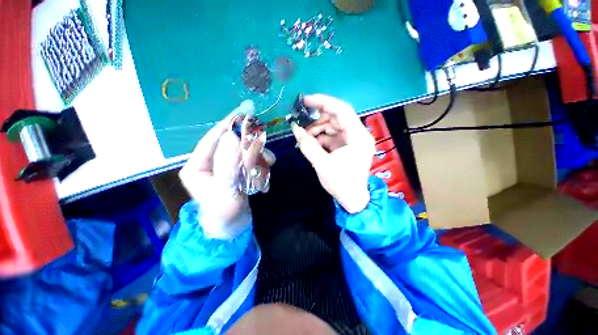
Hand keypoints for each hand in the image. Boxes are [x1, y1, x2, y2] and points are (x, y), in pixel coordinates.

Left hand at [179, 101, 254, 237]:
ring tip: (268, 162)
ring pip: (242, 150)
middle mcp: (210, 162)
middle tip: (262, 146)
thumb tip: (232, 135)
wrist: (233, 226)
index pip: (212, 138)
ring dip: (257, 154)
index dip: (227, 125)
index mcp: (197, 165)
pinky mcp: (236, 170)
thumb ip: (228, 162)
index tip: (243, 113)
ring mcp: (225, 166)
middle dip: (248, 144)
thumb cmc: (224, 210)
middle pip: (230, 143)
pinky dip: (259, 161)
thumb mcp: (225, 187)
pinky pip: (249, 159)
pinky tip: (266, 168)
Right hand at [292, 95, 374, 213]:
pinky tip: (312, 143)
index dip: (323, 102)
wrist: (353, 200)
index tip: (305, 100)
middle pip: (337, 117)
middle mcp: (359, 135)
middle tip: (301, 125)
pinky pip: (334, 136)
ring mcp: (354, 140)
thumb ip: (307, 145)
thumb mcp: (322, 164)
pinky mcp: (349, 146)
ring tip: (305, 138)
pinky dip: (322, 138)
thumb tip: (295, 128)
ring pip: (334, 126)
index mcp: (358, 137)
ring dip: (318, 130)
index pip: (342, 110)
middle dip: (317, 120)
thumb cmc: (340, 183)